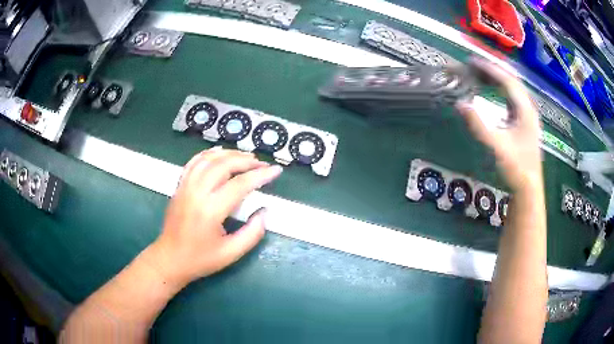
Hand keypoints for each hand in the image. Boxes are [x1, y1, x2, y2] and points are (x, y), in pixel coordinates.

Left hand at [146, 147, 282, 288]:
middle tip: (262, 164)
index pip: (240, 184)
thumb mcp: (231, 253)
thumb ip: (252, 233)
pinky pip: (194, 162)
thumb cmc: (200, 259)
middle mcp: (197, 193)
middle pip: (224, 165)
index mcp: (210, 211)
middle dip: (246, 161)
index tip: (276, 171)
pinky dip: (209, 154)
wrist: (169, 259)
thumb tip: (264, 212)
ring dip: (229, 154)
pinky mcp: (179, 186)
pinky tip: (220, 153)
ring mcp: (185, 186)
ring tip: (246, 157)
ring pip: (208, 159)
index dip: (261, 176)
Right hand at [456, 60, 542, 191]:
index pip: (507, 81)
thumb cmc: (516, 168)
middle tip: (473, 66)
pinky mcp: (525, 123)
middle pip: (511, 81)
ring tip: (480, 75)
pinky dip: (501, 91)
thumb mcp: (497, 147)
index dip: (489, 69)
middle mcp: (528, 109)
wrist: (528, 188)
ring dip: (497, 80)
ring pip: (513, 89)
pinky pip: (513, 99)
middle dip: (492, 71)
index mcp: (525, 110)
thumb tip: (460, 104)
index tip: (471, 62)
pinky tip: (493, 93)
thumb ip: (479, 125)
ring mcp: (528, 116)